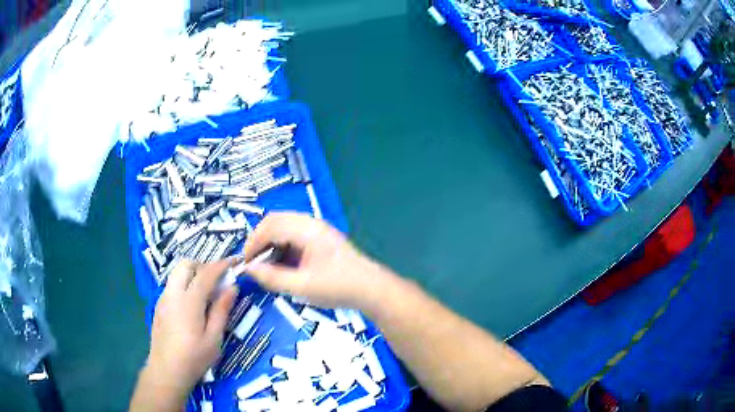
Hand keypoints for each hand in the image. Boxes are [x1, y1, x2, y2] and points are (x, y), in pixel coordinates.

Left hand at [145, 260, 237, 397]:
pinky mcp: (159, 306)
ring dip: (192, 275)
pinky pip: (172, 286)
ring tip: (206, 294)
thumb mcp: (214, 338)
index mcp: (189, 301)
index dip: (221, 264)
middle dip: (203, 266)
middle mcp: (173, 293)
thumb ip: (221, 310)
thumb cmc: (194, 357)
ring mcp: (163, 299)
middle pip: (186, 265)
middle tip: (217, 281)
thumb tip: (232, 288)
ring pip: (176, 274)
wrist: (167, 370)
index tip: (234, 261)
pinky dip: (184, 285)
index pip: (206, 273)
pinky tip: (192, 307)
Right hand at [242, 212, 388, 308]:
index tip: (246, 263)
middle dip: (260, 240)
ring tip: (268, 266)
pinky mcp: (320, 238)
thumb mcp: (302, 287)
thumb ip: (272, 278)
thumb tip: (250, 269)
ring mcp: (317, 229)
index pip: (269, 226)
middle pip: (275, 221)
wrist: (371, 289)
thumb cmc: (339, 287)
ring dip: (271, 243)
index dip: (253, 243)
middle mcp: (311, 224)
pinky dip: (282, 246)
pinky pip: (293, 235)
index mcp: (307, 230)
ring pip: (283, 227)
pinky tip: (283, 265)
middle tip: (254, 263)